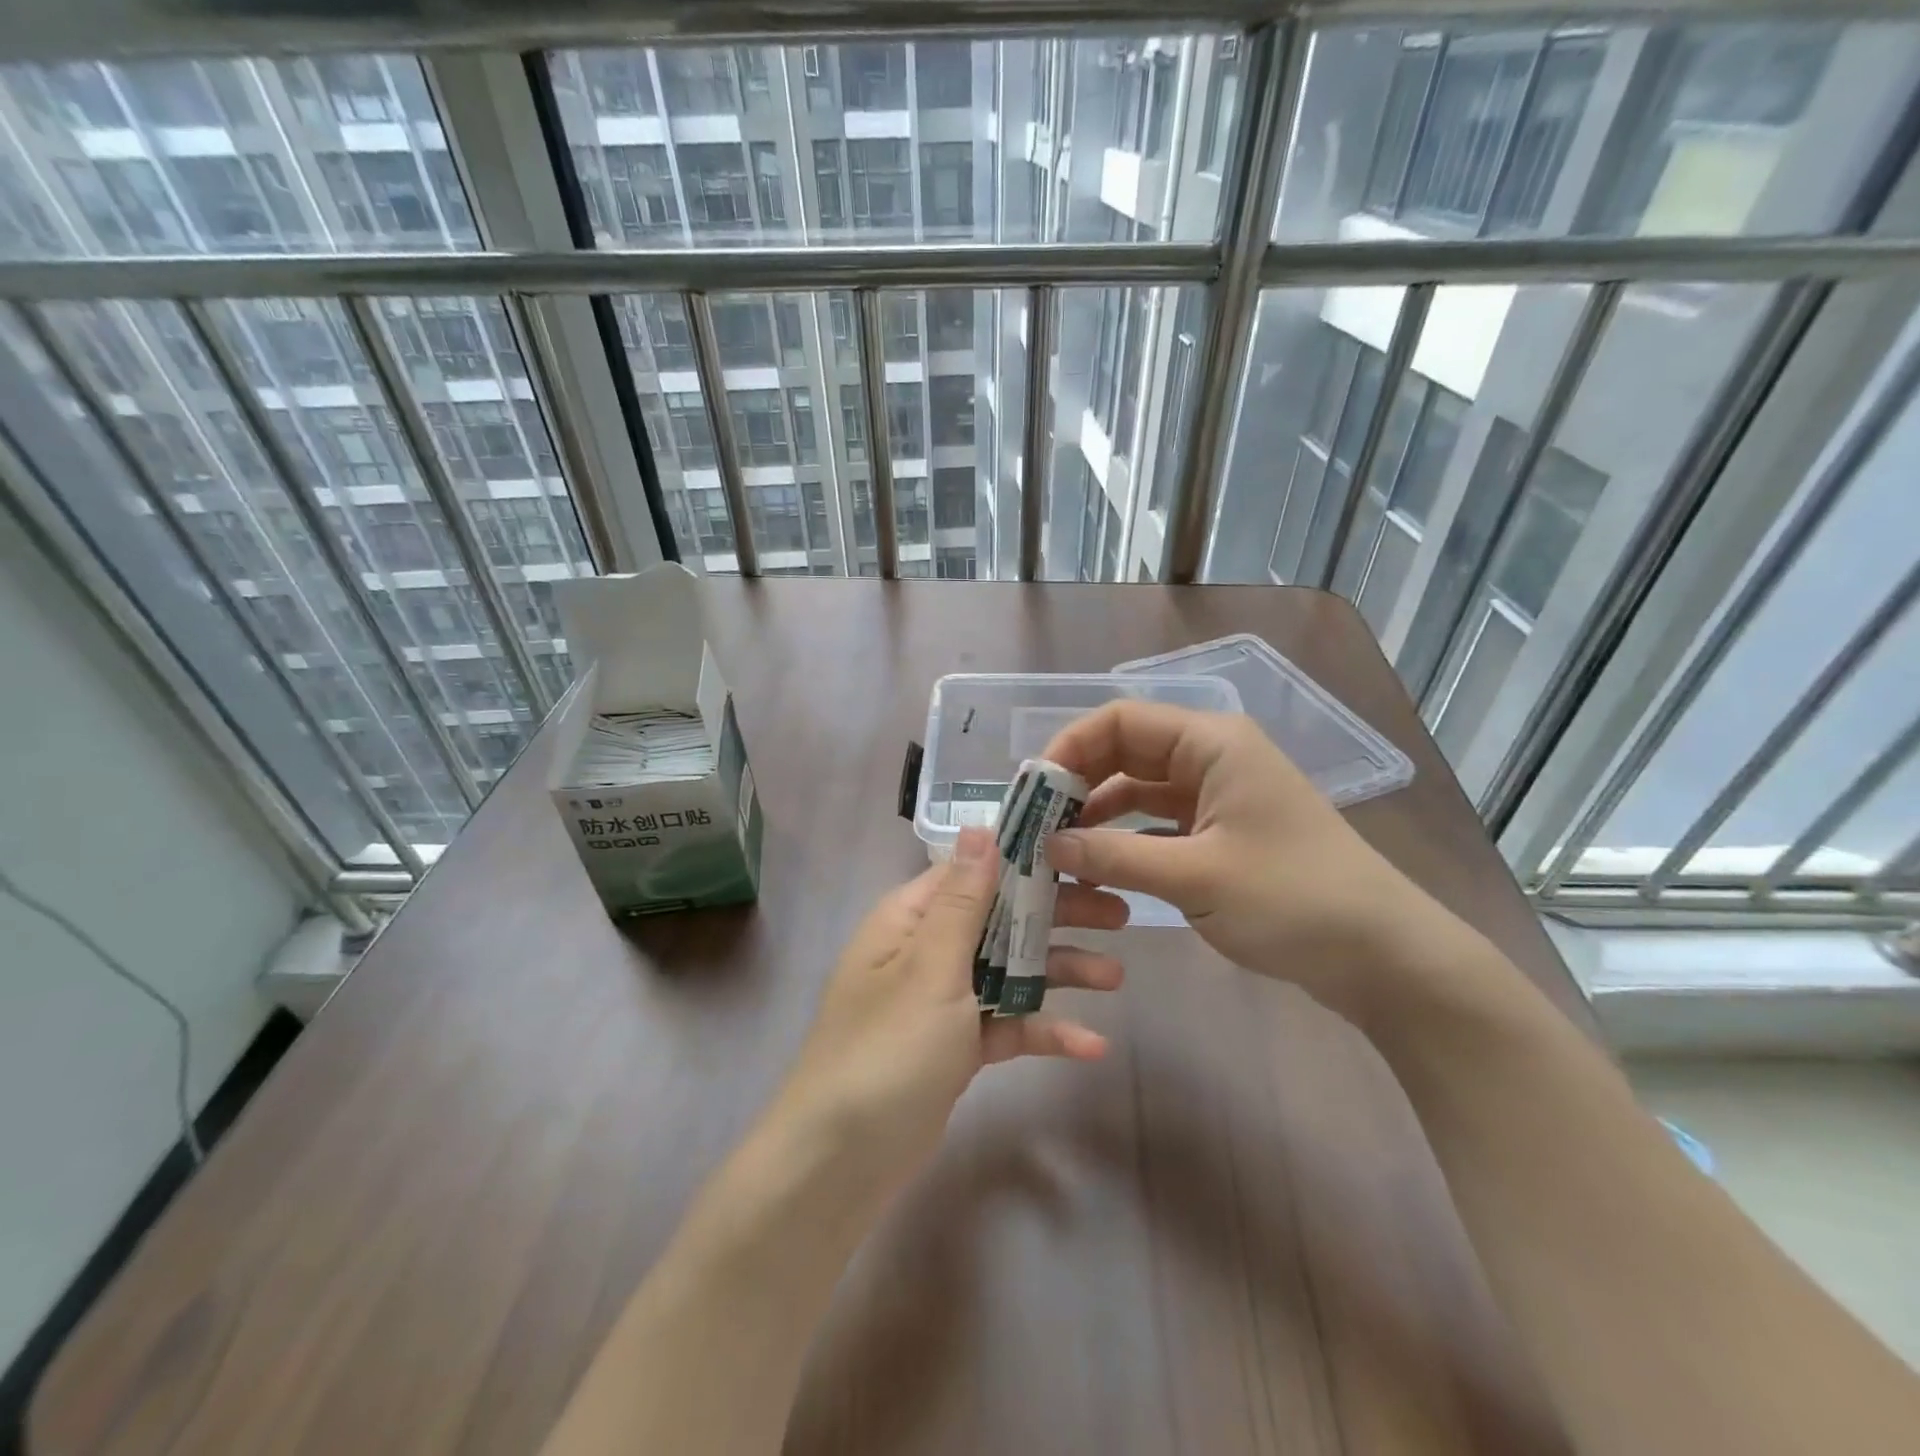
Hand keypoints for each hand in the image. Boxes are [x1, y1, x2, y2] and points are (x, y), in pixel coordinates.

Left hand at [767, 827, 1127, 1206]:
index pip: (973, 871)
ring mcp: (942, 1000)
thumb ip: (963, 900)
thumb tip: (979, 827)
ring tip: (1116, 976)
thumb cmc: (888, 1048)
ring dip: (1058, 972)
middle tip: (1119, 914)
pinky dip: (1042, 1030)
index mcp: (911, 920)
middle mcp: (926, 951)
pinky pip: (1005, 1025)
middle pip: (1000, 920)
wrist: (842, 1160)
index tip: (1081, 853)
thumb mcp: (930, 966)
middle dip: (1056, 917)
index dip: (1024, 859)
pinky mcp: (956, 1047)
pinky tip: (1091, 1045)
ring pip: (1008, 971)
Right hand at [1040, 701, 1465, 1025]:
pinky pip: (1158, 824)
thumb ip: (1113, 855)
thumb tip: (1048, 844)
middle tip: (1035, 825)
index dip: (1069, 748)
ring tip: (1057, 850)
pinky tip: (1098, 866)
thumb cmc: (1294, 899)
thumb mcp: (1195, 876)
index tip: (1032, 792)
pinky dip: (1126, 840)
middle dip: (1078, 784)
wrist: (1383, 955)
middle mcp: (1211, 758)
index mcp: (1211, 743)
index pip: (1120, 721)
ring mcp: (1218, 797)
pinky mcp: (1221, 834)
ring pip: (1139, 790)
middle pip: (1125, 752)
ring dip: (1098, 815)